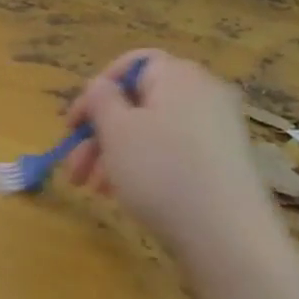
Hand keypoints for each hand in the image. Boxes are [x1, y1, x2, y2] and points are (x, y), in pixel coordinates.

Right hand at [63, 50, 279, 264]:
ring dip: (115, 155)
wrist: (226, 235)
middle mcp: (203, 94)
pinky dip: (144, 167)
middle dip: (99, 134)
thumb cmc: (161, 172)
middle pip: (138, 102)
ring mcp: (217, 129)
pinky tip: (123, 196)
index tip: (72, 125)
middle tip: (74, 169)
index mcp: (178, 76)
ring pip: (151, 131)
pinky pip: (172, 152)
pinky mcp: (223, 162)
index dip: (96, 90)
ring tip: (93, 190)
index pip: (131, 64)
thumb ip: (100, 99)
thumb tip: (100, 86)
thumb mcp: (116, 131)